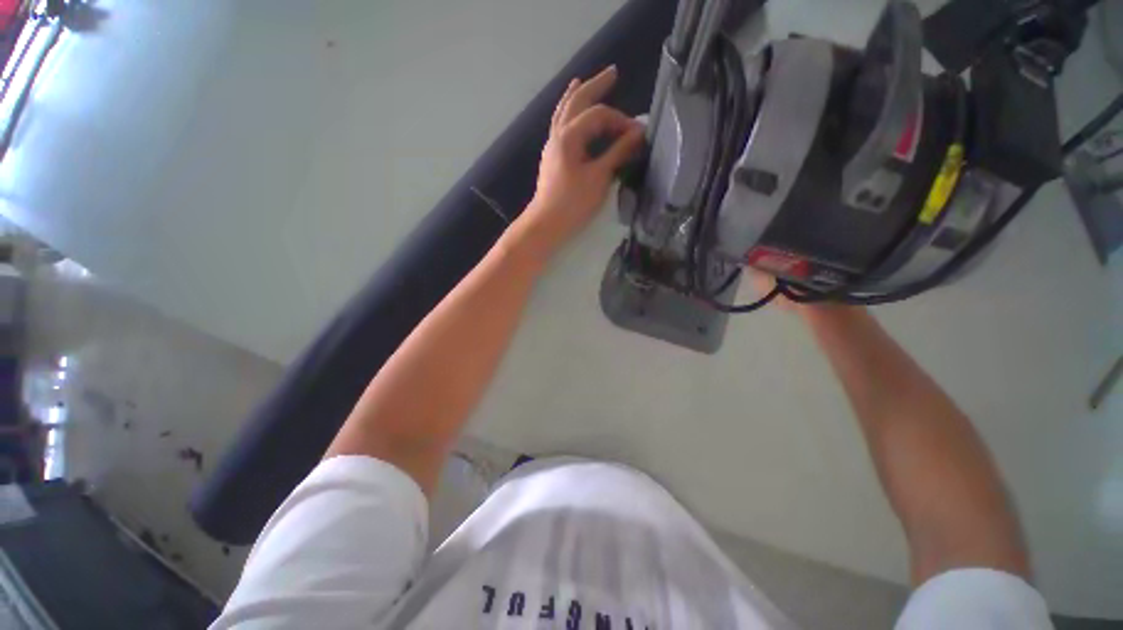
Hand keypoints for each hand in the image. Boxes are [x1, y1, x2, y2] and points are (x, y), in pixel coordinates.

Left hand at [514, 66, 644, 261]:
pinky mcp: (552, 158)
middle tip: (612, 72)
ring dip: (575, 96)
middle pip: (576, 102)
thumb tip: (639, 134)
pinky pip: (560, 127)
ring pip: (563, 113)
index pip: (598, 115)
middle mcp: (558, 134)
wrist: (546, 223)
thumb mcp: (599, 177)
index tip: (637, 133)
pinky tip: (570, 115)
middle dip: (595, 86)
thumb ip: (618, 153)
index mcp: (569, 136)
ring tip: (581, 81)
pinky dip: (566, 115)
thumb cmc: (573, 202)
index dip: (620, 119)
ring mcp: (552, 145)